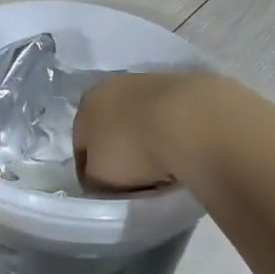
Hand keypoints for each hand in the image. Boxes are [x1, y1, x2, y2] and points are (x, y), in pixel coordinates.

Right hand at [74, 72, 212, 191]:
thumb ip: (93, 178)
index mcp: (88, 102)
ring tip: (162, 169)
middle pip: (113, 128)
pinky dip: (173, 135)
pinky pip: (172, 120)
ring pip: (143, 121)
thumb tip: (99, 179)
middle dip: (120, 151)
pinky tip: (183, 153)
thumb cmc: (133, 149)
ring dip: (148, 141)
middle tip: (132, 180)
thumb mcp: (99, 177)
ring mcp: (154, 81)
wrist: (193, 121)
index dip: (89, 171)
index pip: (81, 144)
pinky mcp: (188, 86)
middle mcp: (117, 85)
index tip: (103, 191)